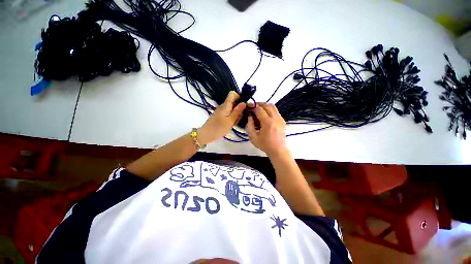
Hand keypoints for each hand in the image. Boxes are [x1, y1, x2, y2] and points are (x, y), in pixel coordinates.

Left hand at [198, 91, 245, 144]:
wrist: (206, 135)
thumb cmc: (218, 128)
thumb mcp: (230, 121)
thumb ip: (237, 111)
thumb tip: (244, 102)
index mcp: (225, 105)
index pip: (232, 94)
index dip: (239, 97)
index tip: (243, 106)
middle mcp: (223, 106)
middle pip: (233, 102)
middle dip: (239, 109)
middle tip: (239, 118)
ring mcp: (221, 111)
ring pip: (232, 109)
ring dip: (236, 114)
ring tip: (235, 123)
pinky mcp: (220, 116)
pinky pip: (228, 113)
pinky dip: (232, 118)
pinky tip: (231, 124)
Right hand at [246, 103, 287, 156]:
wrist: (278, 150)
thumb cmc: (265, 145)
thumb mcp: (253, 137)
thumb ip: (249, 125)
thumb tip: (250, 116)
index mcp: (267, 122)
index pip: (259, 109)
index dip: (253, 106)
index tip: (248, 105)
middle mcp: (275, 118)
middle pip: (267, 105)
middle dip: (259, 104)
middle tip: (253, 107)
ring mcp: (280, 119)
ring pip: (273, 106)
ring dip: (265, 106)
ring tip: (259, 109)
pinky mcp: (282, 120)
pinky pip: (275, 111)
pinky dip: (269, 110)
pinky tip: (265, 115)